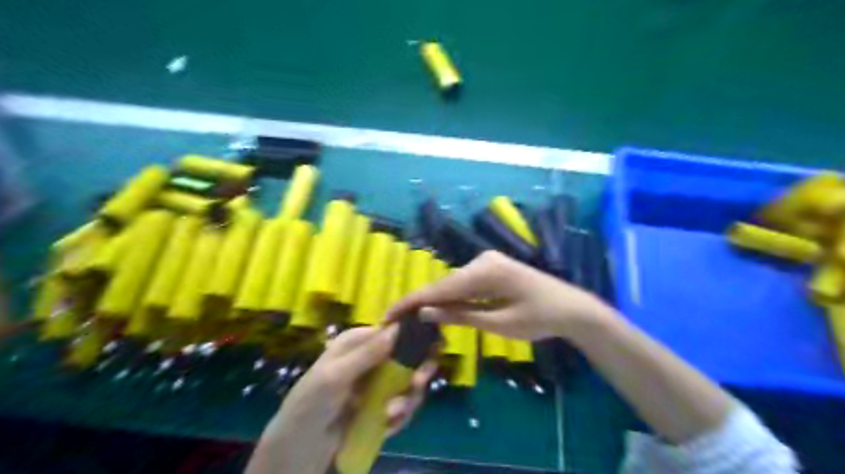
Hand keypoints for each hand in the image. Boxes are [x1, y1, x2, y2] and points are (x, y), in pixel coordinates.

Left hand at [247, 326, 434, 473]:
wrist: (297, 453)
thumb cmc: (309, 406)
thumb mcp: (335, 376)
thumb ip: (368, 353)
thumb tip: (399, 326)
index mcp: (357, 343)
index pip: (392, 331)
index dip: (413, 337)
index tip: (432, 348)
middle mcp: (370, 359)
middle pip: (407, 356)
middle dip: (416, 371)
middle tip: (418, 385)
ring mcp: (376, 384)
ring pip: (408, 382)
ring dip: (408, 398)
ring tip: (394, 414)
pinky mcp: (380, 406)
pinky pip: (402, 405)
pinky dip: (401, 415)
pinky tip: (389, 425)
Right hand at [386, 252, 611, 340]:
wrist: (571, 307)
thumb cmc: (539, 319)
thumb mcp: (498, 323)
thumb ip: (460, 315)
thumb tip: (423, 313)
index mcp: (484, 271)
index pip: (439, 288)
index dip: (411, 302)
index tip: (386, 315)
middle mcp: (481, 259)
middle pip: (443, 284)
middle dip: (419, 302)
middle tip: (395, 322)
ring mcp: (486, 261)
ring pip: (451, 283)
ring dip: (433, 300)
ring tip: (409, 318)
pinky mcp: (490, 267)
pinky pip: (463, 283)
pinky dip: (450, 296)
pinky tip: (436, 309)